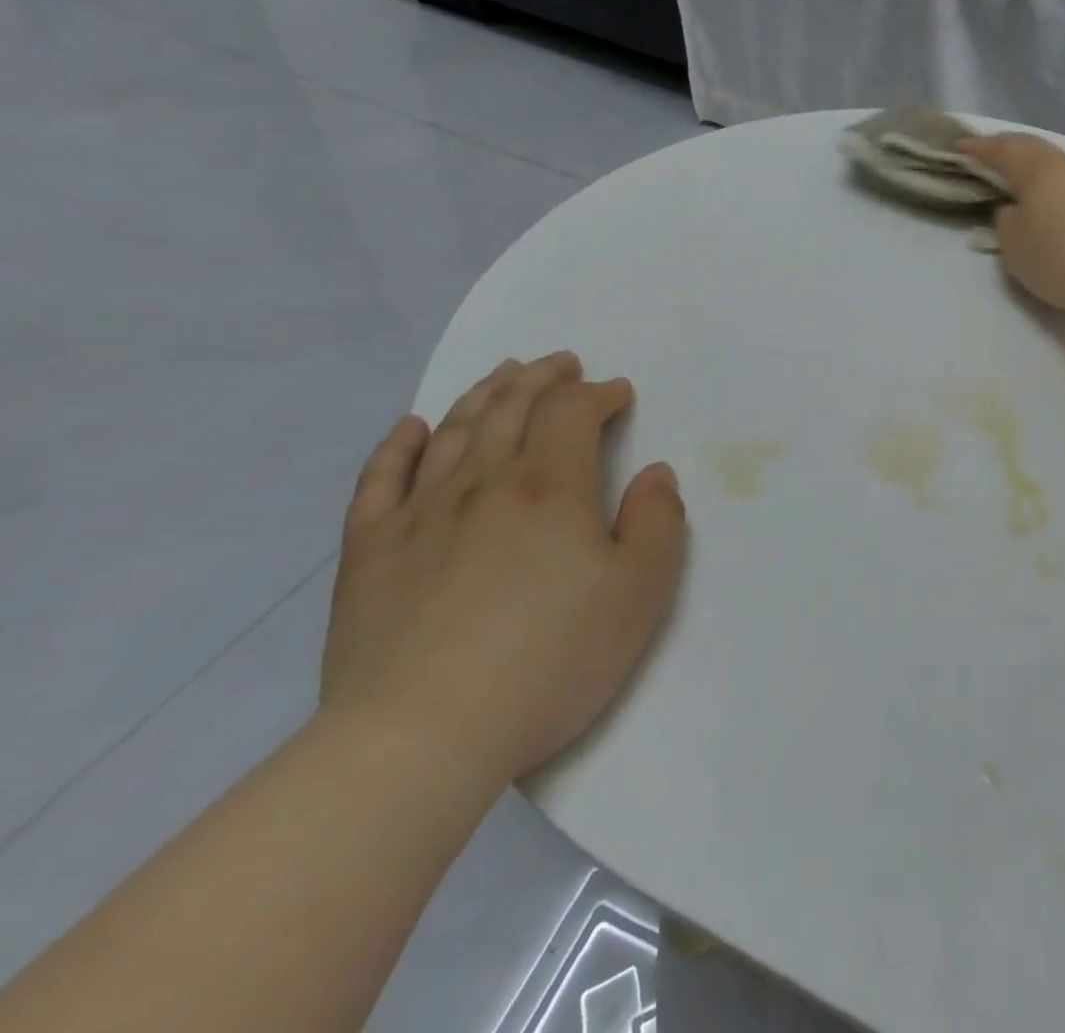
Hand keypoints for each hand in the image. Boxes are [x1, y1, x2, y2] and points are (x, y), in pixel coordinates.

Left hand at [322, 353, 686, 790]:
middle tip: (562, 364)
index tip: (618, 394)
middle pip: (512, 406)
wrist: (420, 738)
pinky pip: (380, 479)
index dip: (598, 394)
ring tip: (504, 374)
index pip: (573, 413)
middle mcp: (483, 482)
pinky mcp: (370, 552)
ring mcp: (419, 513)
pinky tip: (413, 427)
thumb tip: (655, 473)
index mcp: (550, 487)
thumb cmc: (549, 660)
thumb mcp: (639, 592)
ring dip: (485, 393)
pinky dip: (399, 445)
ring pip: (454, 430)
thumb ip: (657, 522)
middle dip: (543, 377)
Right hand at [958, 134, 1064, 314]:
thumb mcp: (1014, 245)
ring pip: (1064, 166)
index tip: (962, 146)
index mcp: (1039, 170)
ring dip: (1043, 170)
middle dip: (1011, 150)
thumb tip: (1016, 208)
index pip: (1003, 149)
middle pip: (1036, 149)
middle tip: (993, 155)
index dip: (980, 147)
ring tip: (1030, 184)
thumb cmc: (1058, 260)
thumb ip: (1007, 220)